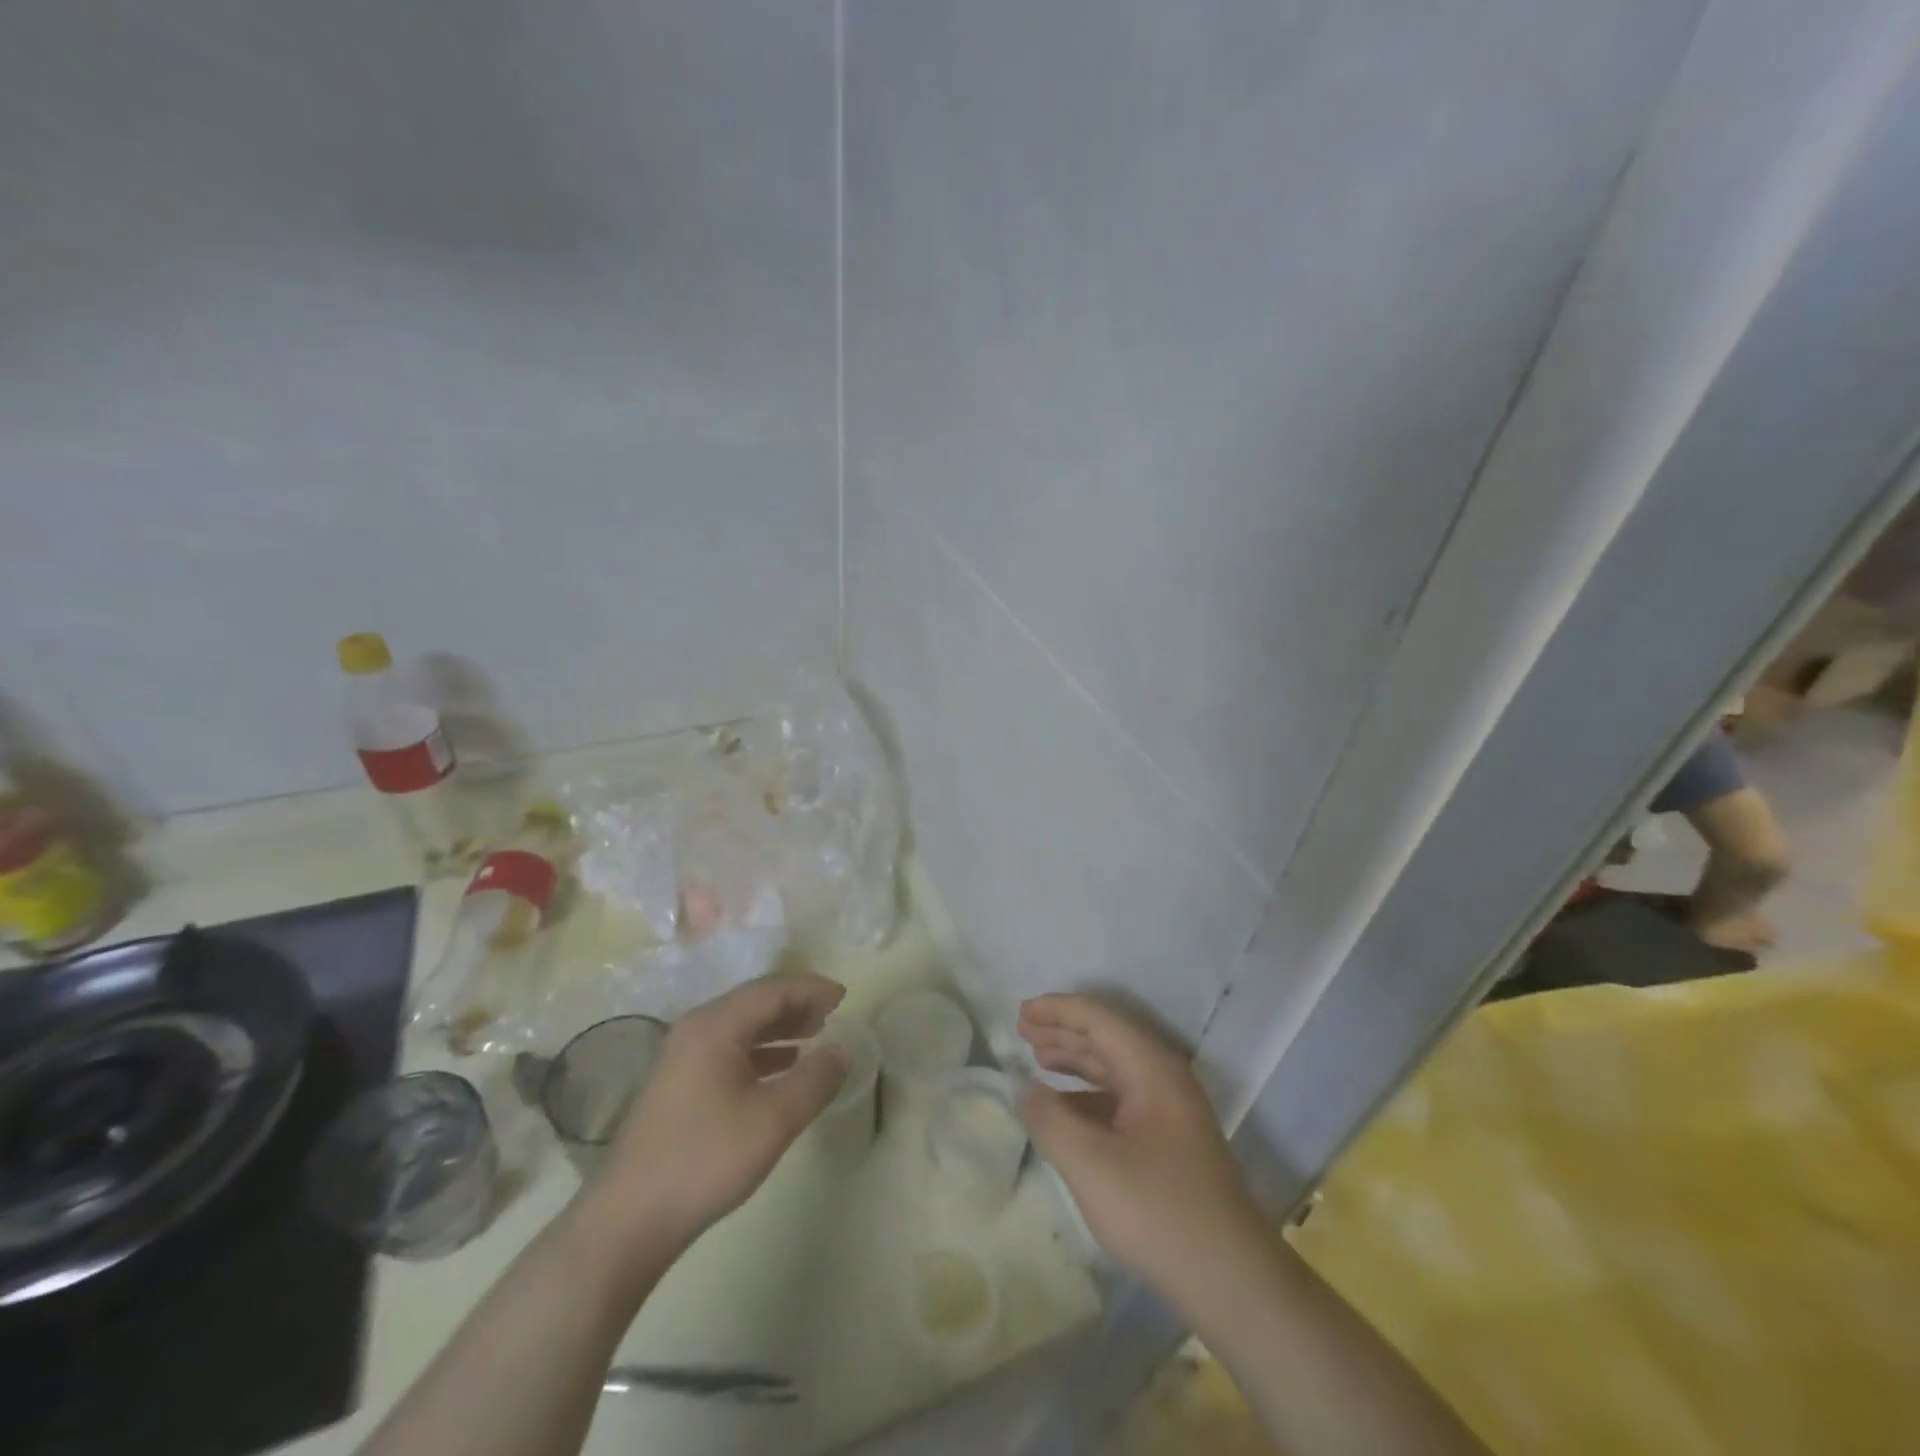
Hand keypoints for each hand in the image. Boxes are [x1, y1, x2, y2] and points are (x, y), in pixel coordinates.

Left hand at [585, 973, 850, 1259]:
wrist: (630, 1219)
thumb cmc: (706, 1159)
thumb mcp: (774, 1120)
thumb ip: (815, 1080)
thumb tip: (843, 1051)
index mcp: (715, 1026)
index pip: (772, 990)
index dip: (811, 989)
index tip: (845, 997)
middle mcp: (696, 1029)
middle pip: (754, 1002)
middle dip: (796, 1005)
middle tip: (833, 1015)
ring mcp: (682, 1057)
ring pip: (741, 1026)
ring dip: (779, 1027)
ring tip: (814, 1036)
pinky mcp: (678, 1084)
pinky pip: (728, 1049)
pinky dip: (760, 1050)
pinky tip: (780, 1068)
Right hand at [1018, 994, 1262, 1296]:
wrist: (1231, 1280)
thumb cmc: (1157, 1211)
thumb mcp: (1090, 1164)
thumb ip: (1050, 1119)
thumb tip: (1026, 1090)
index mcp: (1151, 1068)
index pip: (1099, 1019)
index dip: (1058, 1010)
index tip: (1022, 1011)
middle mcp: (1163, 1078)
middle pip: (1107, 1038)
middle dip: (1063, 1030)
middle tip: (1022, 1028)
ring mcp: (1169, 1111)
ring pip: (1114, 1068)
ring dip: (1075, 1059)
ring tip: (1038, 1057)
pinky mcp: (1169, 1141)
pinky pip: (1120, 1099)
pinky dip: (1088, 1094)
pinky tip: (1065, 1108)